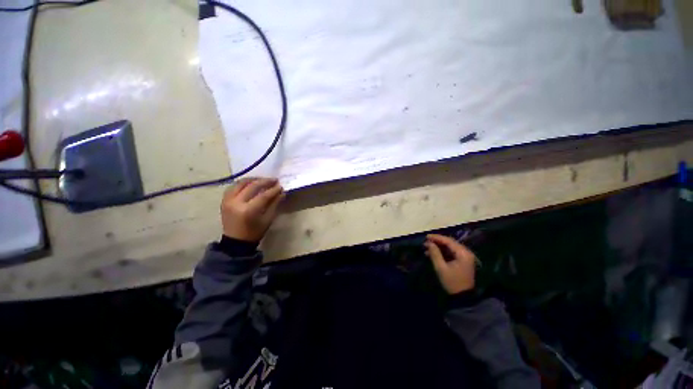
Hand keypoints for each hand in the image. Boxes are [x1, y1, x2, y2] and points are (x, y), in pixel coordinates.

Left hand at [221, 177, 284, 241]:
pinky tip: (250, 184)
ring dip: (253, 180)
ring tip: (262, 180)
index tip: (281, 186)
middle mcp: (237, 202)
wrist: (236, 241)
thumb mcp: (268, 219)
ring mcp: (228, 200)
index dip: (273, 190)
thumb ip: (274, 204)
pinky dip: (243, 183)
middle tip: (274, 180)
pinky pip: (233, 187)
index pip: (263, 195)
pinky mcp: (224, 200)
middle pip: (252, 186)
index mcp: (249, 210)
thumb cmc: (254, 232)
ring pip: (241, 183)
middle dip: (265, 181)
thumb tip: (281, 192)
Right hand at [424, 234, 476, 294]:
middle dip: (437, 242)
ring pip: (450, 247)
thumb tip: (429, 243)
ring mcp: (465, 257)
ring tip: (427, 248)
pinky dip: (442, 252)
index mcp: (463, 254)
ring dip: (439, 247)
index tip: (426, 237)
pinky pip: (451, 253)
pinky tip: (433, 253)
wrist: (463, 298)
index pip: (449, 241)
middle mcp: (466, 253)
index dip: (437, 238)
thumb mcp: (441, 268)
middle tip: (426, 242)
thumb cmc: (452, 282)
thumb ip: (435, 254)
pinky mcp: (463, 261)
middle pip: (450, 243)